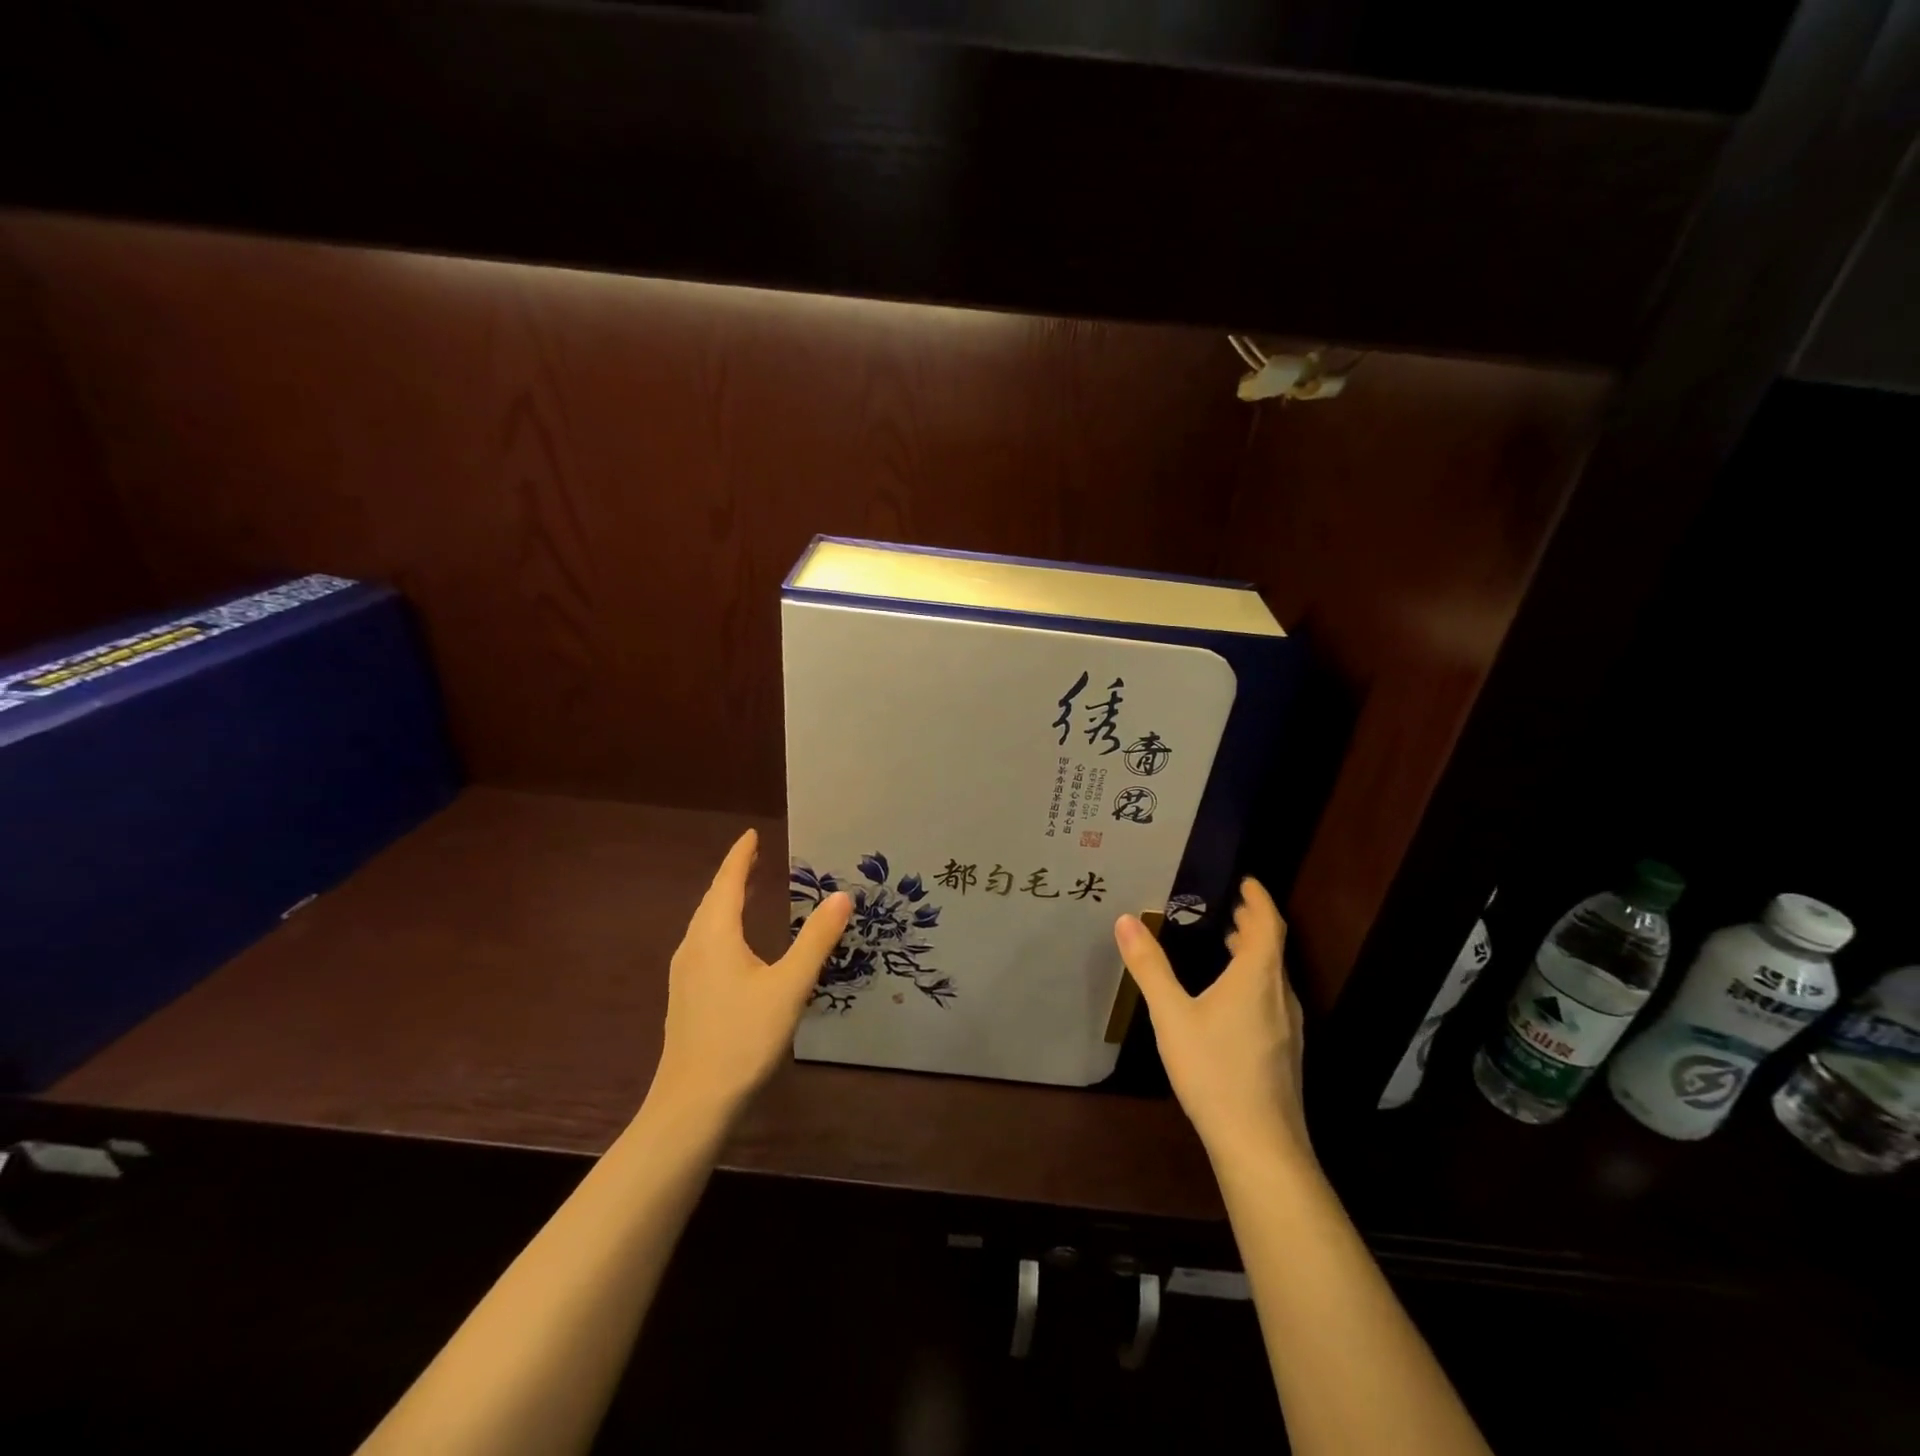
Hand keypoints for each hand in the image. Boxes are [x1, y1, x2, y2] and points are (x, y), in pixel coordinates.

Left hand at [650, 829, 851, 1122]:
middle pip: (713, 899)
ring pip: (706, 923)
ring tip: (749, 890)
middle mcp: (695, 946)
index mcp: (715, 935)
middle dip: (734, 875)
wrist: (693, 1103)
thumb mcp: (789, 986)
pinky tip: (737, 943)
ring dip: (727, 900)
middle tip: (757, 857)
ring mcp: (686, 973)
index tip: (752, 834)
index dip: (741, 856)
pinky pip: (705, 943)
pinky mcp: (687, 995)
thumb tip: (842, 895)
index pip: (728, 882)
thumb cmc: (743, 1038)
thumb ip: (816, 940)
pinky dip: (723, 925)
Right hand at [1115, 878, 1312, 1169]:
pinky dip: (1254, 980)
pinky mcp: (1285, 1053)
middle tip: (1229, 906)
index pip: (1267, 924)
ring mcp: (1288, 1027)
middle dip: (1253, 924)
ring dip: (1253, 953)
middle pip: (1273, 948)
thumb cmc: (1215, 1071)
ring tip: (1227, 943)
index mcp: (1257, 978)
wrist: (1260, 1145)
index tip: (1246, 881)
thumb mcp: (1172, 1016)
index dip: (1258, 899)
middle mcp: (1280, 996)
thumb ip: (1150, 967)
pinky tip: (1231, 998)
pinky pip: (1272, 999)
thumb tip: (1126, 920)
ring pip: (1273, 976)